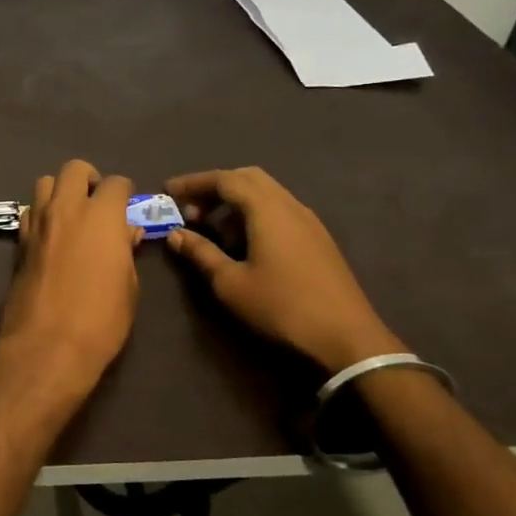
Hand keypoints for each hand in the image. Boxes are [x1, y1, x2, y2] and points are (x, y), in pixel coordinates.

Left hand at [0, 159, 141, 398]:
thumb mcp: (130, 287)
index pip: (115, 182)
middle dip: (89, 179)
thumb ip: (126, 252)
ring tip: (71, 217)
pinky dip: (41, 215)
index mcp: (101, 216)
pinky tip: (51, 238)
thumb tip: (126, 234)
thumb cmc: (101, 320)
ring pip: (44, 183)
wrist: (47, 346)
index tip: (127, 209)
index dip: (124, 193)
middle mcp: (66, 209)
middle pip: (74, 169)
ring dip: (60, 192)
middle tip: (98, 204)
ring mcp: (38, 223)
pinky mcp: (18, 242)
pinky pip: (29, 212)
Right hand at [164, 167, 397, 370]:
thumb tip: (176, 234)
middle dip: (214, 187)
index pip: (225, 179)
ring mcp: (308, 221)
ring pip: (266, 194)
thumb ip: (201, 253)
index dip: (193, 182)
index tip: (168, 191)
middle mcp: (290, 205)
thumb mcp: (231, 283)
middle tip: (189, 207)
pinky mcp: (317, 239)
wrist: (347, 338)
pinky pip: (279, 210)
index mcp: (267, 210)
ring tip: (211, 227)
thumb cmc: (282, 307)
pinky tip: (243, 242)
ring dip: (234, 201)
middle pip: (248, 178)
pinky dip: (253, 214)